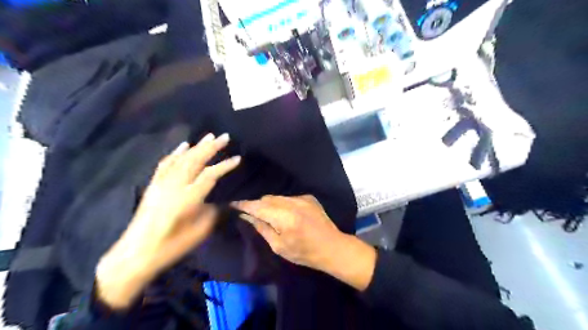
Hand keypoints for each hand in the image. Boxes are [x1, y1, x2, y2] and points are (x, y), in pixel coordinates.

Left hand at [97, 133, 240, 308]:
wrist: (136, 254)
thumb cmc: (171, 246)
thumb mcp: (200, 232)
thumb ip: (212, 212)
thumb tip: (220, 201)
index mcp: (187, 199)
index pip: (210, 176)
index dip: (224, 166)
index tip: (238, 158)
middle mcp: (174, 186)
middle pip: (195, 161)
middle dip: (211, 147)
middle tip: (225, 137)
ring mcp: (161, 184)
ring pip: (181, 159)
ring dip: (196, 146)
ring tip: (209, 136)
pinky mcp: (153, 185)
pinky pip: (165, 164)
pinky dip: (175, 153)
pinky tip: (183, 146)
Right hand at [231, 196, 343, 270]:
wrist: (332, 247)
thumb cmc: (305, 253)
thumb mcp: (279, 246)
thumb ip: (262, 228)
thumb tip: (247, 216)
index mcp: (284, 217)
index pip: (258, 206)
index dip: (244, 204)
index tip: (233, 204)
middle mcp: (293, 203)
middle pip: (267, 198)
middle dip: (257, 205)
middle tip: (250, 214)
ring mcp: (302, 198)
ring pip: (277, 197)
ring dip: (269, 204)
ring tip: (268, 215)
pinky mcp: (309, 197)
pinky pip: (288, 198)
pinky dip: (282, 204)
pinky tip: (285, 214)